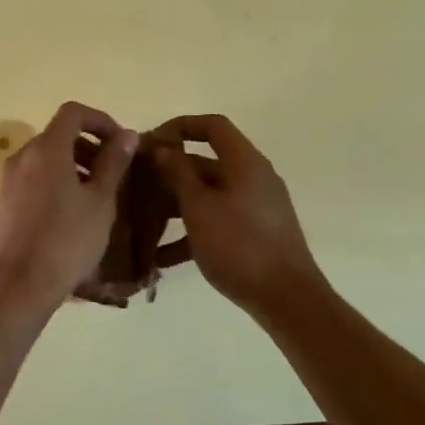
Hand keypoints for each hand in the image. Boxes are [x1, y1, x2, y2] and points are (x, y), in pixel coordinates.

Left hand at [0, 102, 135, 310]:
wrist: (16, 287)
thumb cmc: (66, 240)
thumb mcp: (99, 201)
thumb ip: (113, 163)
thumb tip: (125, 134)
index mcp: (46, 149)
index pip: (73, 113)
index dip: (101, 121)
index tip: (121, 143)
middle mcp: (22, 157)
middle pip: (58, 136)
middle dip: (89, 147)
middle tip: (114, 174)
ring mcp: (9, 181)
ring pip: (46, 159)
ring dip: (74, 167)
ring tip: (97, 198)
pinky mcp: (3, 203)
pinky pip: (34, 180)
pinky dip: (56, 183)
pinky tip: (72, 215)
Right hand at [151, 114, 323, 316]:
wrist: (287, 298)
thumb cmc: (239, 245)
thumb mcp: (199, 207)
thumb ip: (177, 174)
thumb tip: (163, 149)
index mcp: (244, 162)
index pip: (212, 126)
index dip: (180, 126)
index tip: (151, 142)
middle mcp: (252, 178)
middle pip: (206, 162)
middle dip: (170, 172)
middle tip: (136, 184)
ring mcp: (255, 207)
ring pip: (208, 195)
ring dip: (175, 205)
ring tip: (142, 221)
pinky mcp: (254, 234)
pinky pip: (217, 222)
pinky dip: (191, 233)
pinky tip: (160, 258)